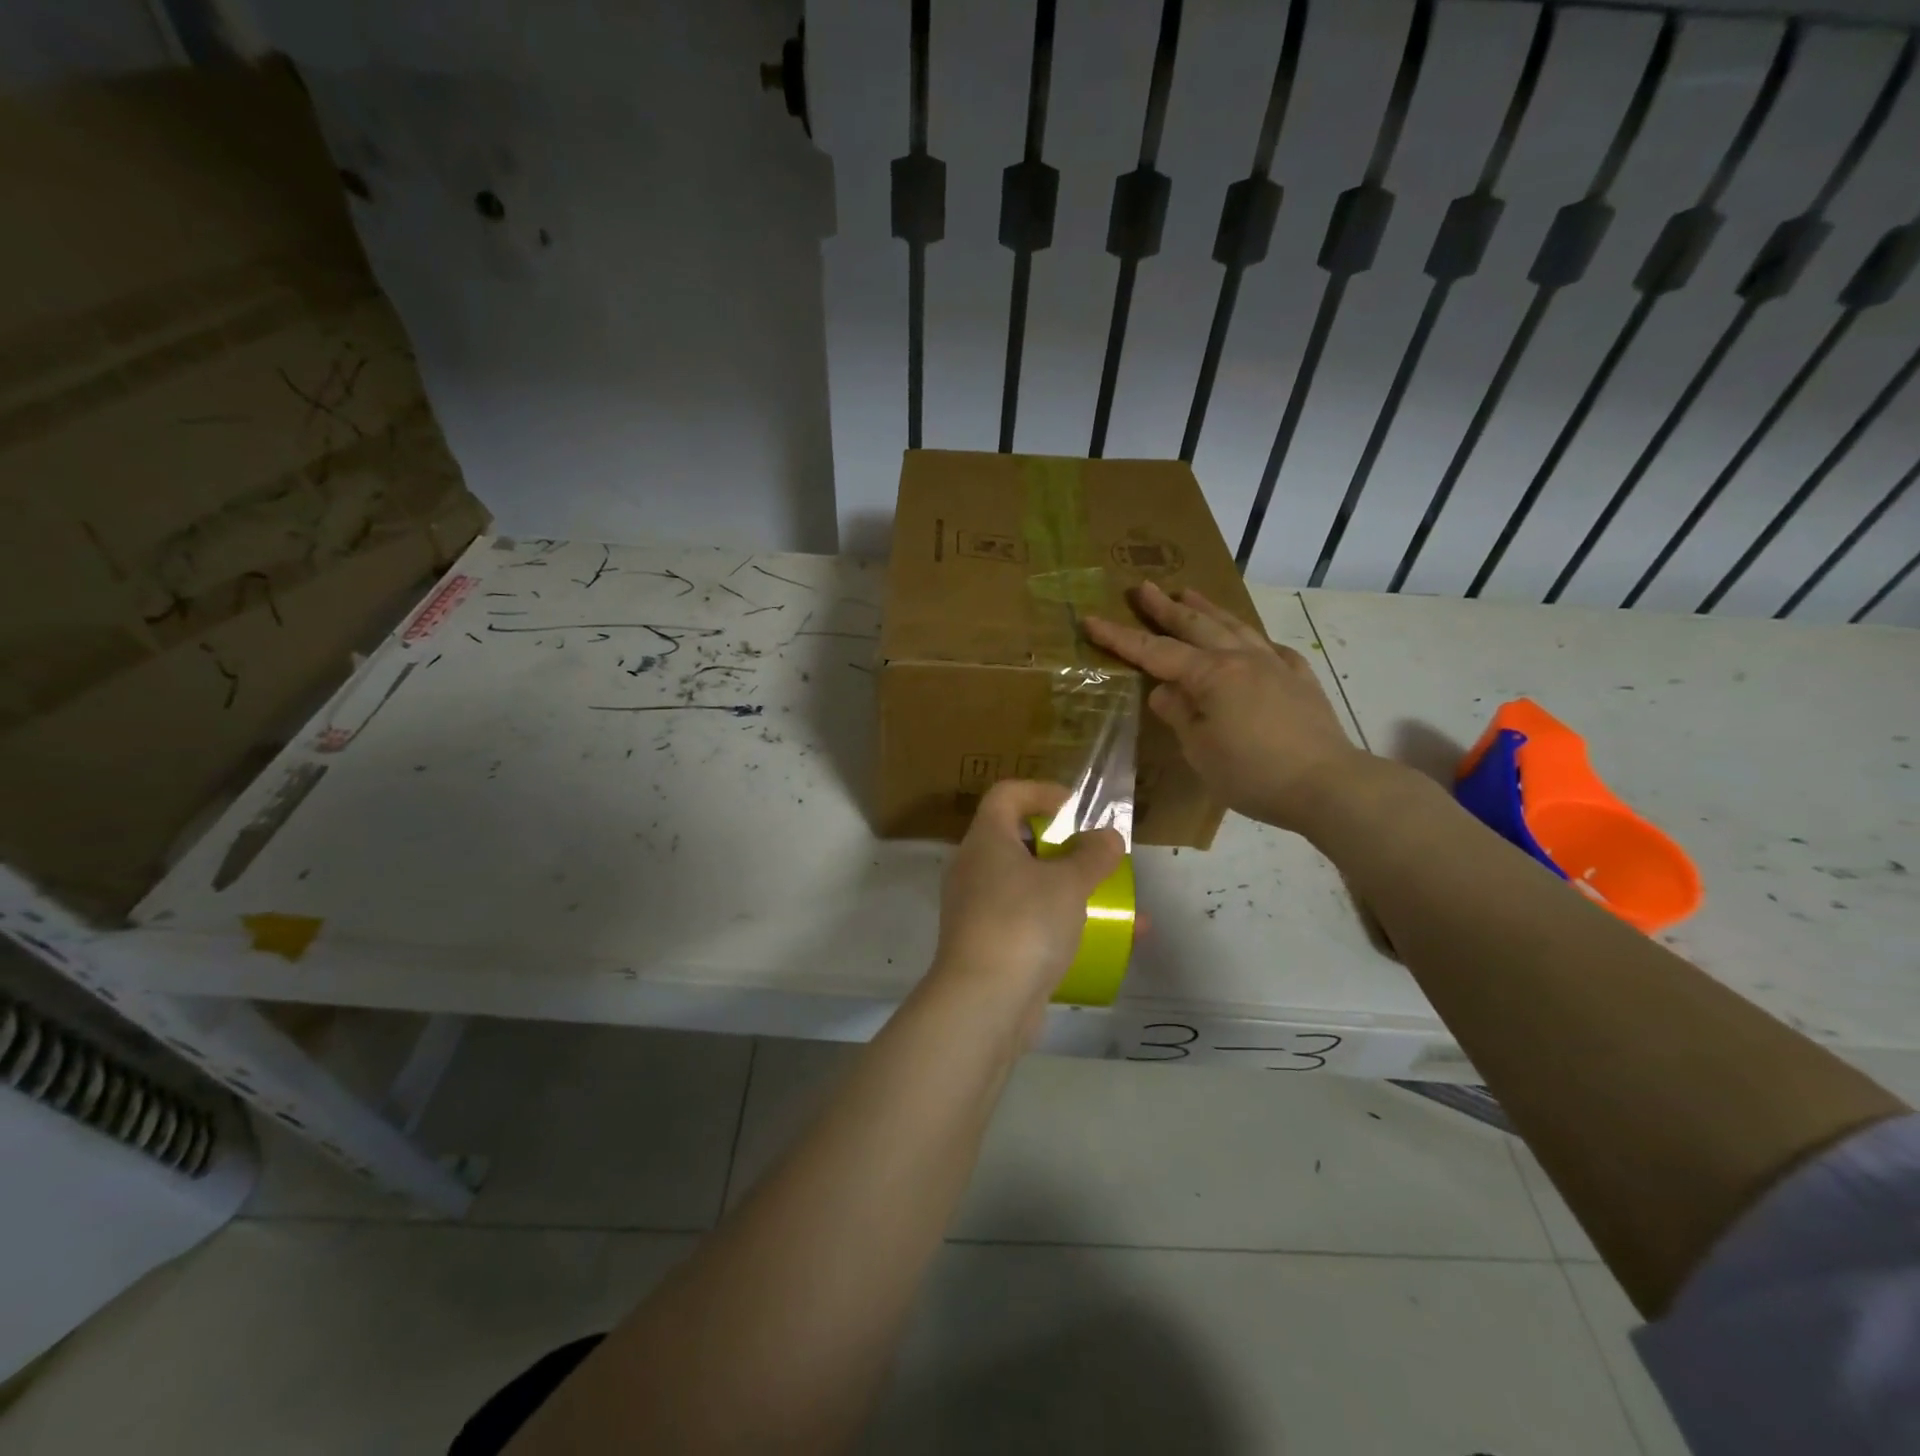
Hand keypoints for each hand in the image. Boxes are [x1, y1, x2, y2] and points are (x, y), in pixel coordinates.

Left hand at [932, 780, 1123, 1032]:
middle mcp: (975, 869)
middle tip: (1098, 857)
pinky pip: (1030, 922)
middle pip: (1019, 841)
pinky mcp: (989, 946)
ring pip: (1029, 887)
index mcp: (986, 840)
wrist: (983, 1003)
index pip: (1007, 794)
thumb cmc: (1024, 923)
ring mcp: (978, 910)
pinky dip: (1063, 925)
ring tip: (1116, 903)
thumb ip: (1093, 855)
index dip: (1042, 792)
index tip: (1078, 809)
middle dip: (1065, 848)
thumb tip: (1107, 836)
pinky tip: (1109, 942)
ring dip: (1071, 890)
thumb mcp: (1068, 883)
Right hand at [1083, 581, 1368, 833]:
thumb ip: (1179, 714)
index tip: (1091, 619)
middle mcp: (1241, 659)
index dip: (1120, 637)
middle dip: (1165, 607)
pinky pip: (1270, 647)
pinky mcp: (1299, 678)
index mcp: (1211, 675)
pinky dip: (1250, 637)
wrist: (1327, 784)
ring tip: (1188, 593)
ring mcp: (1275, 664)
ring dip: (1207, 609)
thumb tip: (1165, 691)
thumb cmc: (1253, 773)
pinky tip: (1249, 638)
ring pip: (1234, 626)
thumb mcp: (1200, 750)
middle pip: (1196, 625)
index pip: (1155, 652)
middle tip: (1143, 587)